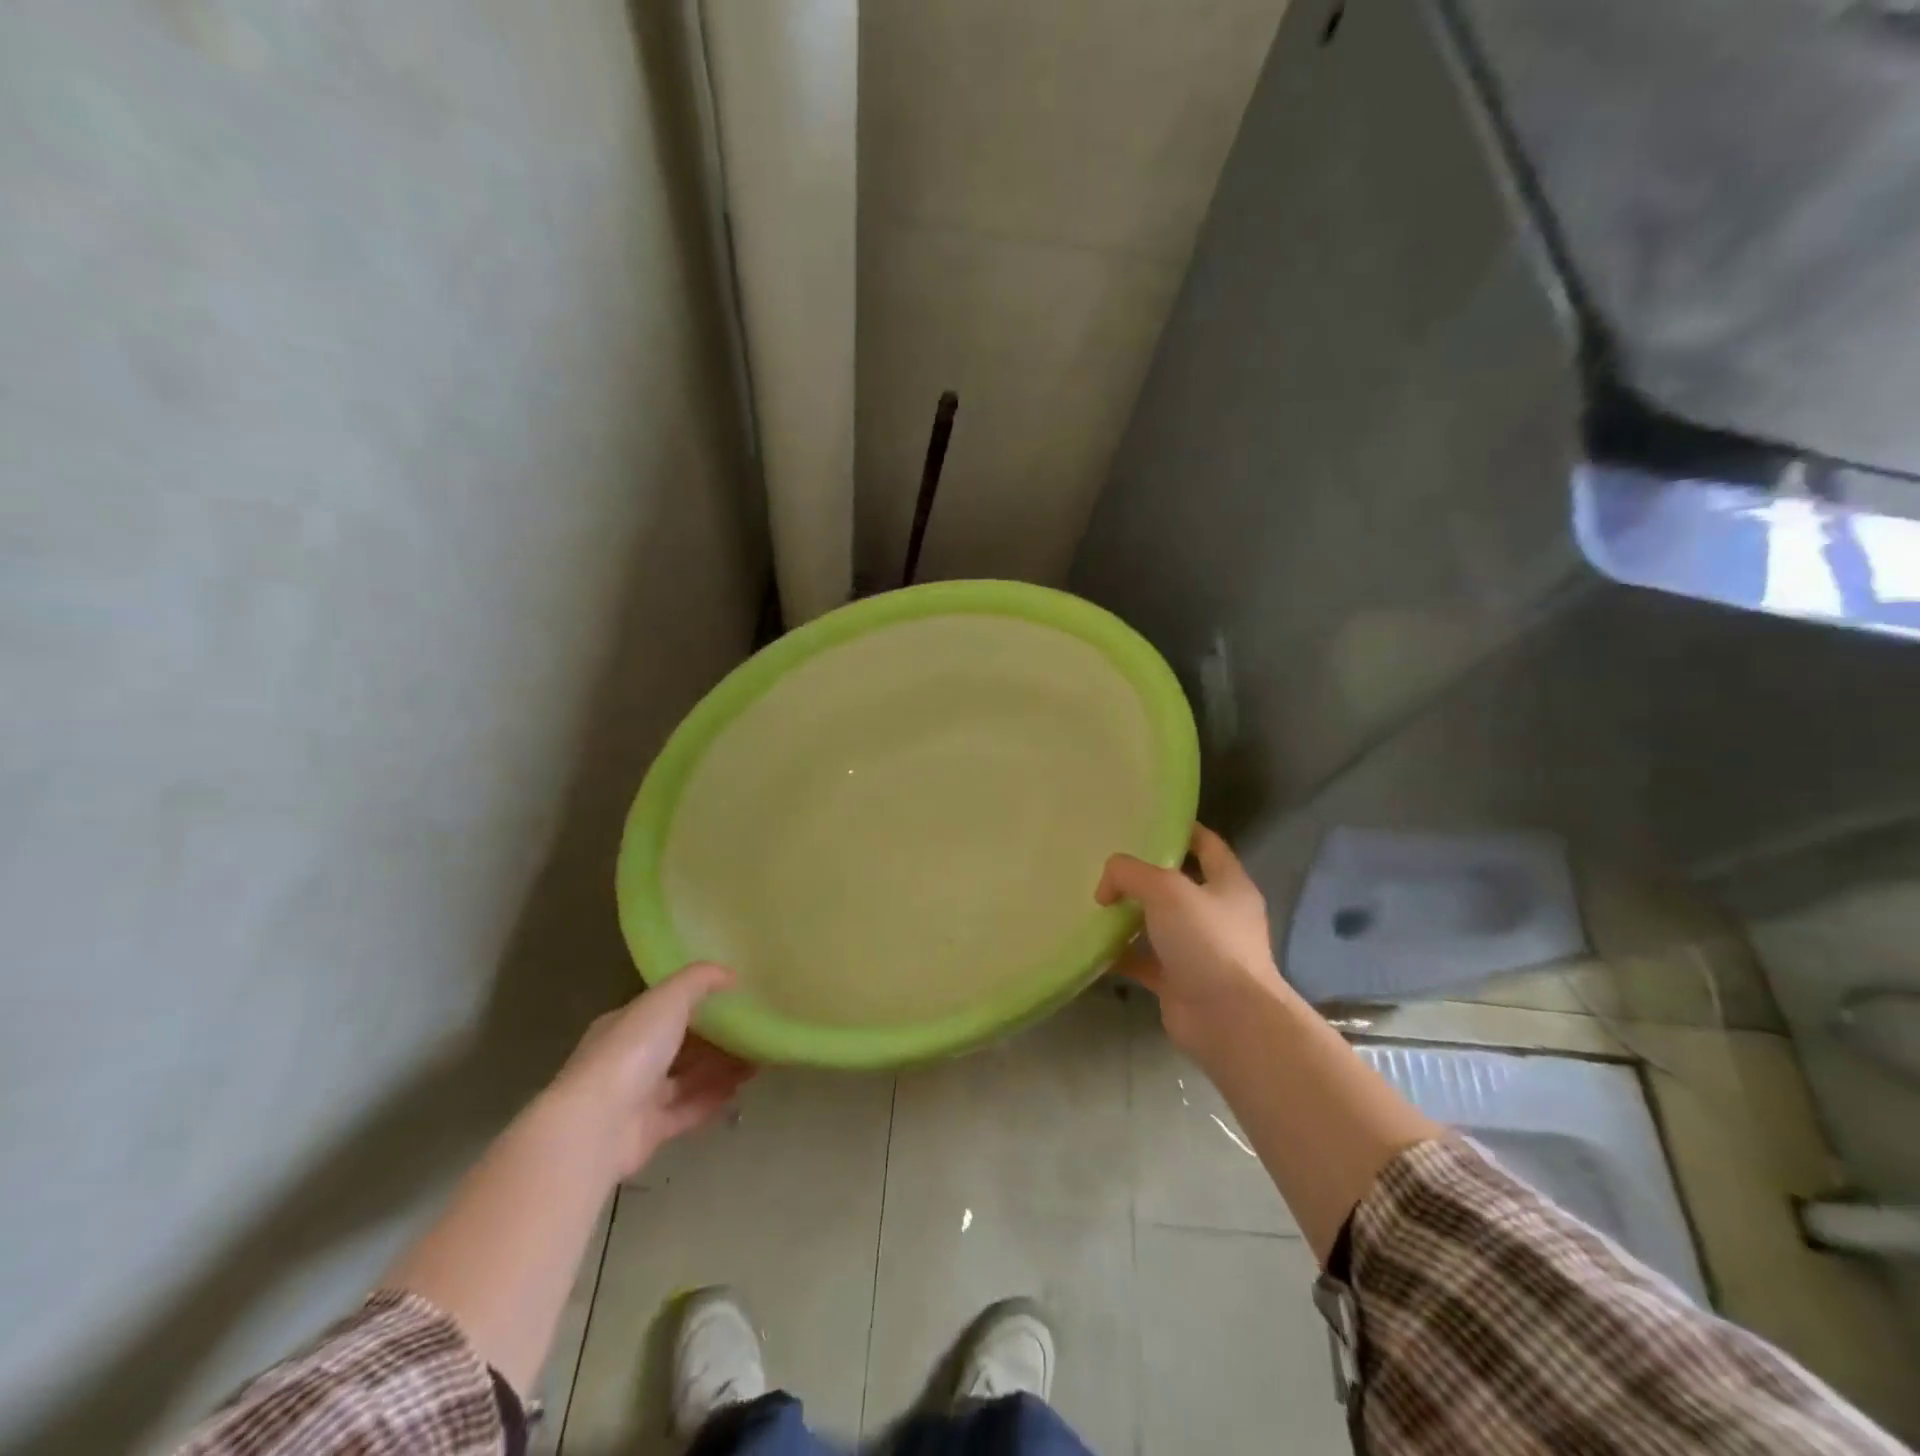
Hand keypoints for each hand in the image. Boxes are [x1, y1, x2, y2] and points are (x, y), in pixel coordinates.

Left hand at [549, 963, 755, 1178]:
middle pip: (679, 1045)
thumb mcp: (668, 998)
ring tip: (759, 1058)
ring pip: (687, 1078)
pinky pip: (688, 1109)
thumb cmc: (631, 1050)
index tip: (735, 998)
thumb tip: (729, 974)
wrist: (597, 1125)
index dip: (699, 1002)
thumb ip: (699, 980)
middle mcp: (629, 1059)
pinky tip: (741, 1088)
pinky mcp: (649, 1132)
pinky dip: (713, 1099)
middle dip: (716, 1038)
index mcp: (626, 1024)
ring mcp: (637, 1098)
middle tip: (754, 1030)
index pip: (664, 1008)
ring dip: (721, 1068)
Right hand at [1096, 824, 1281, 1052]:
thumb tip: (1106, 887)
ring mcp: (1200, 950)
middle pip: (1178, 884)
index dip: (1181, 829)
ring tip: (1094, 900)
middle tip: (1108, 862)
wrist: (1229, 1020)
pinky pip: (1145, 960)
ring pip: (1159, 923)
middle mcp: (1217, 914)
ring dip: (1130, 914)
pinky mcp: (1179, 981)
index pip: (1206, 844)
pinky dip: (1121, 954)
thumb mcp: (1166, 890)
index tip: (1146, 821)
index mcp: (1229, 884)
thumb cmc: (1207, 942)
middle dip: (1145, 874)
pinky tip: (1093, 945)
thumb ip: (1130, 874)